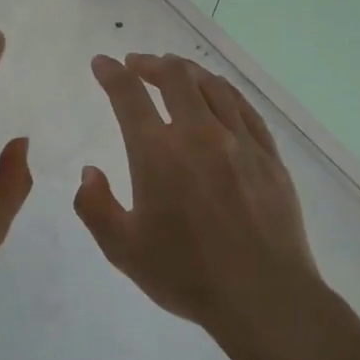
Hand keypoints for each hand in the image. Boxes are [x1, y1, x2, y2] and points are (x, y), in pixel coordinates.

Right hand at [75, 53, 322, 338]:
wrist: (263, 296)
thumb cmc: (186, 274)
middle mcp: (198, 134)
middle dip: (150, 63)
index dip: (111, 74)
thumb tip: (90, 173)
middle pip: (174, 77)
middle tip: (137, 64)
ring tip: (175, 71)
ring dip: (187, 71)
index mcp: (157, 153)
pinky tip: (219, 94)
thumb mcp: (122, 249)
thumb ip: (95, 207)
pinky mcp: (269, 155)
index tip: (102, 63)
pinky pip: (244, 108)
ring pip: (212, 86)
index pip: (128, 95)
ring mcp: (239, 141)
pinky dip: (224, 91)